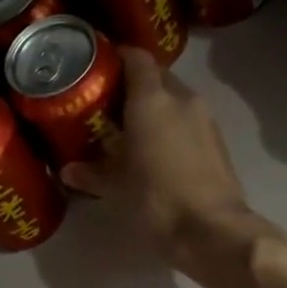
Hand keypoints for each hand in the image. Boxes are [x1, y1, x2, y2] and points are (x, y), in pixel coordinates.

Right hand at [59, 48, 261, 274]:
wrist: (212, 230)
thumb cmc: (157, 200)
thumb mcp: (116, 188)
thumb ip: (91, 173)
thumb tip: (68, 170)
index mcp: (153, 100)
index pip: (136, 58)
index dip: (117, 56)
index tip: (98, 68)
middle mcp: (183, 99)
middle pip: (157, 77)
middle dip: (134, 86)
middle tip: (108, 105)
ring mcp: (206, 120)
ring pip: (175, 100)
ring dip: (155, 108)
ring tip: (131, 130)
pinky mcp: (218, 142)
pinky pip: (189, 122)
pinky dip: (172, 128)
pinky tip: (157, 151)